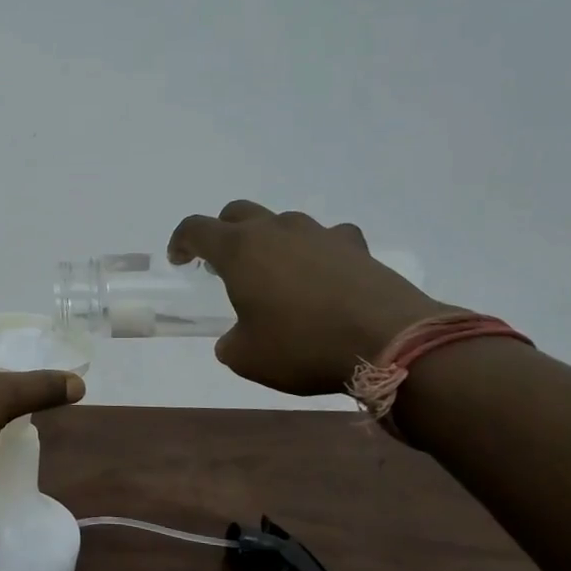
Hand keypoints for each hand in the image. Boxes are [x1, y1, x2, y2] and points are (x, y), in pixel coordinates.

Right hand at [168, 202, 446, 396]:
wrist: (390, 342)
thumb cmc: (303, 346)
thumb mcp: (247, 358)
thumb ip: (230, 342)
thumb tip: (235, 338)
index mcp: (240, 250)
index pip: (196, 228)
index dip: (181, 241)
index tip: (180, 261)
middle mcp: (276, 231)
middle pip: (238, 212)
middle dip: (223, 232)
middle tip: (223, 264)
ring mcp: (319, 234)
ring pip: (282, 222)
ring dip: (270, 241)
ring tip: (276, 274)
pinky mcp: (356, 247)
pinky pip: (327, 237)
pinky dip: (316, 250)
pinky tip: (323, 274)